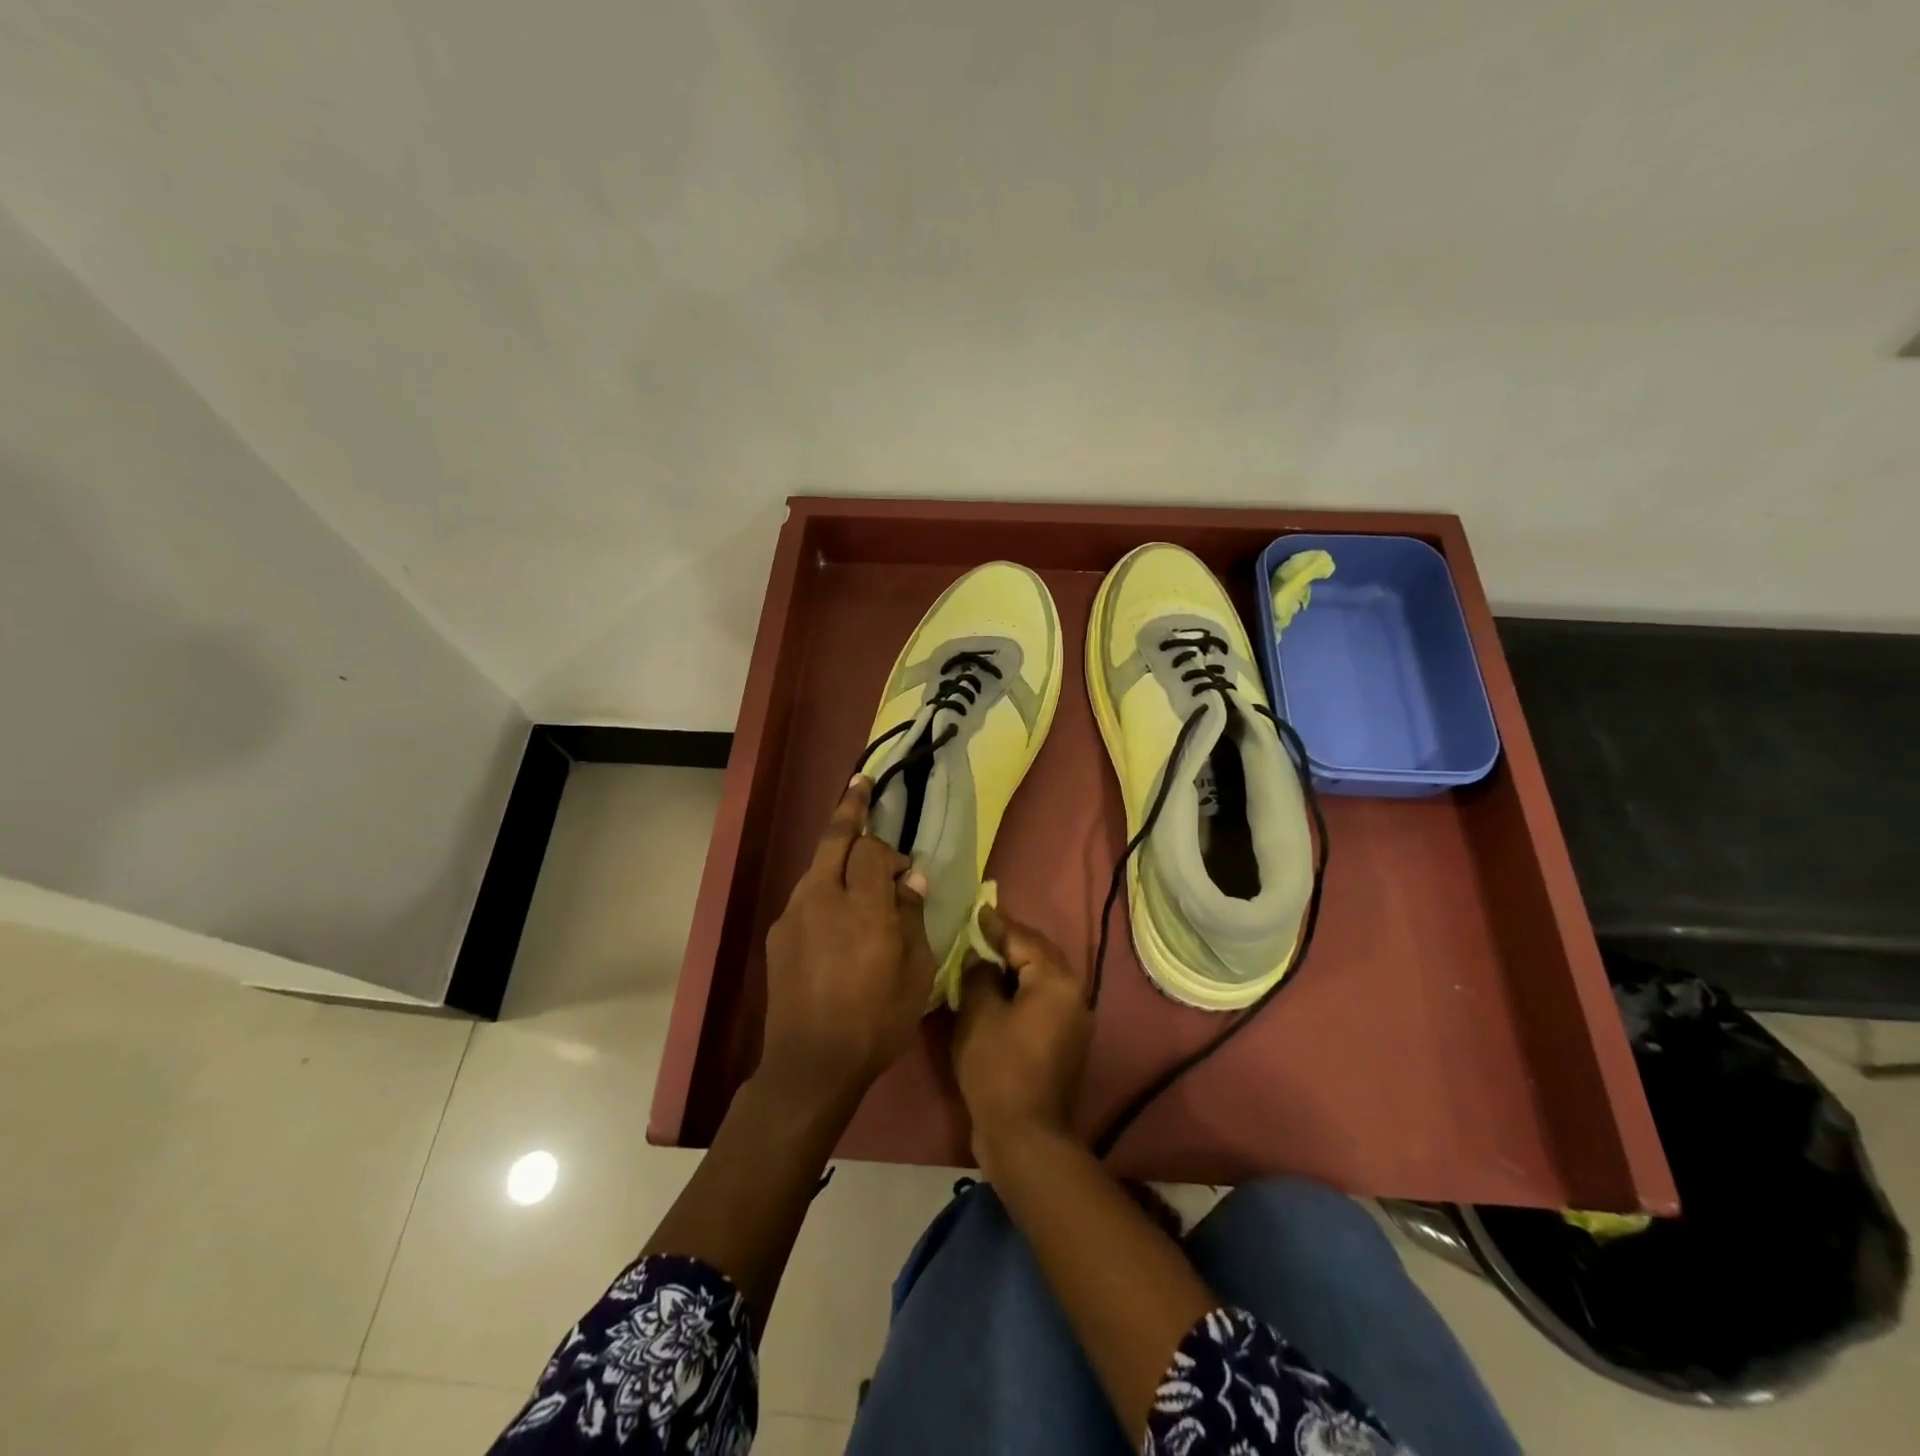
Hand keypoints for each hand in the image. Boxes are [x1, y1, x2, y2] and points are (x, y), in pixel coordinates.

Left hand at [759, 777, 935, 1108]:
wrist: (810, 1064)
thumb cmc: (876, 1020)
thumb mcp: (916, 972)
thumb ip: (913, 916)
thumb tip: (909, 878)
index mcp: (862, 904)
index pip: (871, 850)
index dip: (890, 853)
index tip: (906, 874)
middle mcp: (822, 896)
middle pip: (834, 838)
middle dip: (849, 808)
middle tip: (861, 785)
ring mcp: (794, 914)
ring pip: (817, 866)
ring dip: (837, 855)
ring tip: (854, 861)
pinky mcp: (778, 934)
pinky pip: (806, 896)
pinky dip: (824, 889)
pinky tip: (836, 915)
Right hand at [951, 905, 1091, 1173]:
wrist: (1026, 1136)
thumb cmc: (998, 1068)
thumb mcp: (978, 1015)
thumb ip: (979, 976)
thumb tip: (981, 959)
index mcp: (1056, 980)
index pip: (1024, 939)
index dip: (997, 925)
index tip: (978, 910)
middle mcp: (1074, 993)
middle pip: (1040, 954)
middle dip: (1011, 941)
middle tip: (981, 930)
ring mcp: (1075, 1019)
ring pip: (1044, 977)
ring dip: (1018, 965)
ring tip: (986, 956)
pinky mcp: (1067, 1041)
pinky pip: (1044, 999)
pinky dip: (1023, 989)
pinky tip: (998, 991)